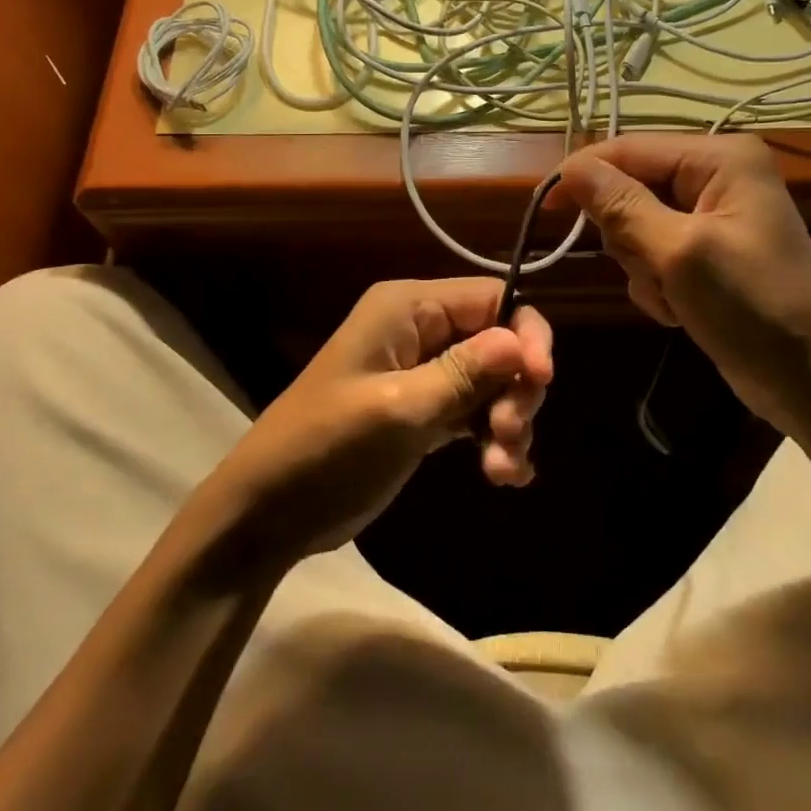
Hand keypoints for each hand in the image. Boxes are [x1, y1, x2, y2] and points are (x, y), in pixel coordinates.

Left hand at [195, 279, 552, 566]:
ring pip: (492, 381)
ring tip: (501, 468)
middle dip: (515, 386)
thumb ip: (462, 374)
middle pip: (498, 340)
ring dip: (508, 421)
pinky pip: (475, 413)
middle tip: (510, 434)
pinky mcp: (424, 412)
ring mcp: (422, 373)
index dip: (525, 333)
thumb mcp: (398, 411)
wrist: (269, 512)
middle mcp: (419, 331)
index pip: (491, 298)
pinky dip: (493, 440)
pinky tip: (504, 476)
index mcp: (407, 308)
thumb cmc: (326, 448)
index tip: (541, 380)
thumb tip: (520, 340)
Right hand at [553, 134, 810, 431]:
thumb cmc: (753, 307)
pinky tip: (684, 309)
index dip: (583, 174)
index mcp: (720, 158)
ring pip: (635, 227)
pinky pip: (653, 255)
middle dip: (630, 237)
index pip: (630, 149)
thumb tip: (569, 166)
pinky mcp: (705, 252)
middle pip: (630, 188)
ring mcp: (711, 216)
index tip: (544, 209)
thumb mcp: (679, 253)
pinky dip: (657, 285)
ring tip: (678, 296)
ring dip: (644, 268)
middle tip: (656, 270)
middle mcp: (716, 176)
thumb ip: (621, 205)